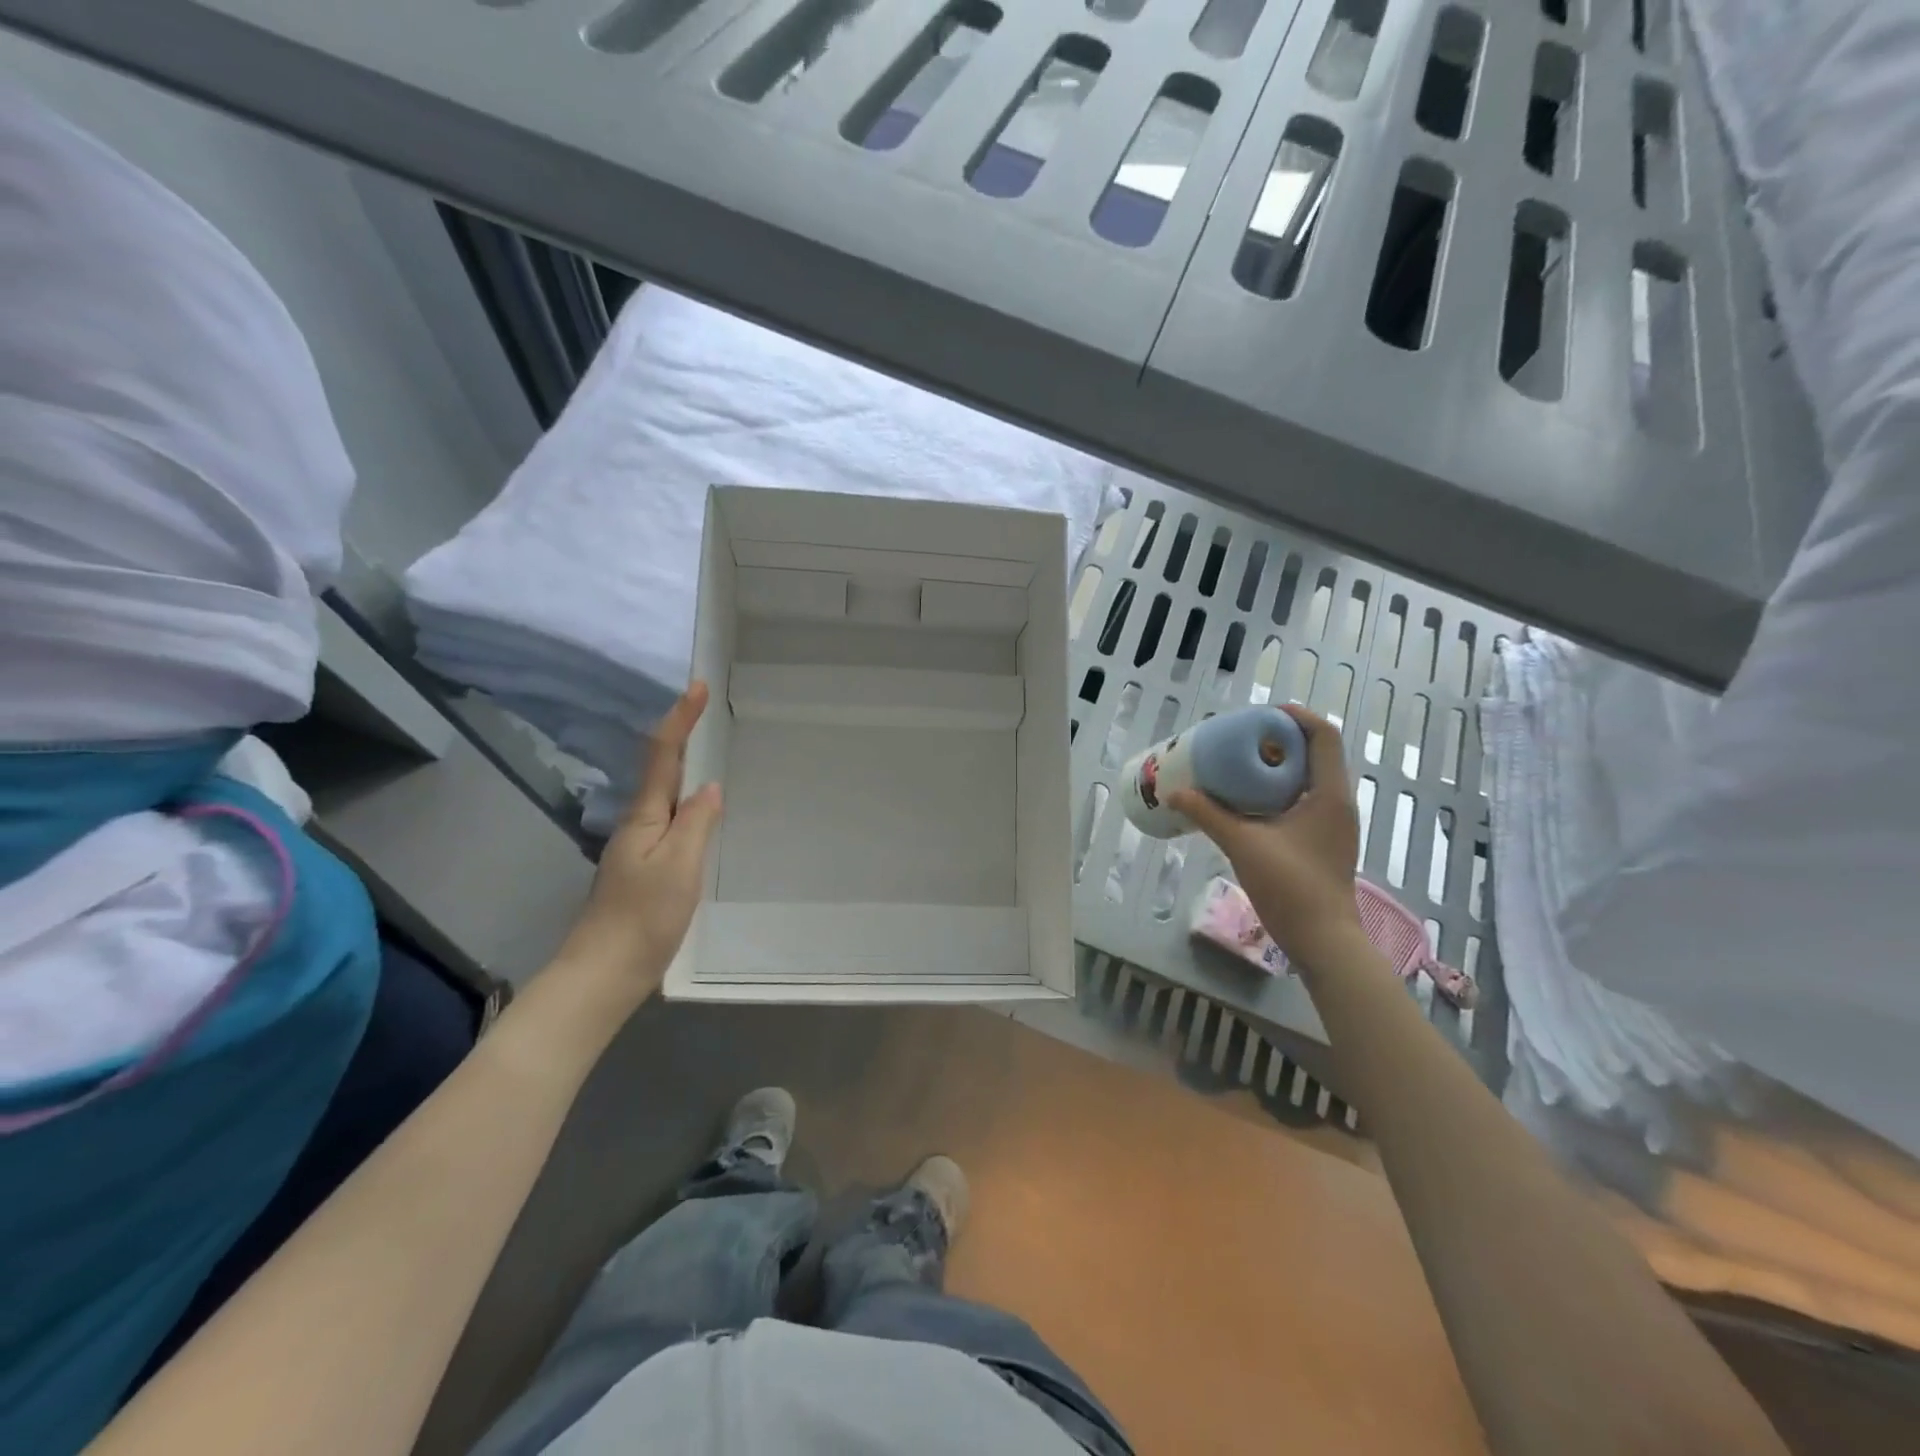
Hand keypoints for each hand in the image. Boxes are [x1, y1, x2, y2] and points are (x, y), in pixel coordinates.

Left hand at [559, 683, 722, 1001]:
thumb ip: (696, 822)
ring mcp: (637, 848)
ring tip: (707, 749)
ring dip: (681, 766)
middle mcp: (637, 825)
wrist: (603, 974)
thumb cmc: (643, 918)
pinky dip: (684, 802)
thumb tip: (710, 786)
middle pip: (658, 769)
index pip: (662, 756)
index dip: (679, 719)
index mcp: (645, 817)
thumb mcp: (680, 867)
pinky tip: (698, 813)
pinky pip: (667, 821)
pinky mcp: (642, 869)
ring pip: (662, 796)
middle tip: (705, 709)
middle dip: (679, 735)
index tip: (696, 686)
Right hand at [1171, 705, 1364, 976]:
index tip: (1261, 713)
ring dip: (1279, 766)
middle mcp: (1337, 802)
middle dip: (1280, 740)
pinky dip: (1279, 790)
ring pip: (1309, 778)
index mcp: (1330, 794)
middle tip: (1242, 739)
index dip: (1296, 717)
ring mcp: (1333, 824)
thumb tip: (1175, 792)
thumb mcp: (1243, 845)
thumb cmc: (1291, 887)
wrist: (1323, 940)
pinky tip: (1248, 802)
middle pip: (1316, 753)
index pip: (1324, 736)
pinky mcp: (1323, 841)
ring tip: (1240, 765)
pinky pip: (1303, 800)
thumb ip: (1209, 815)